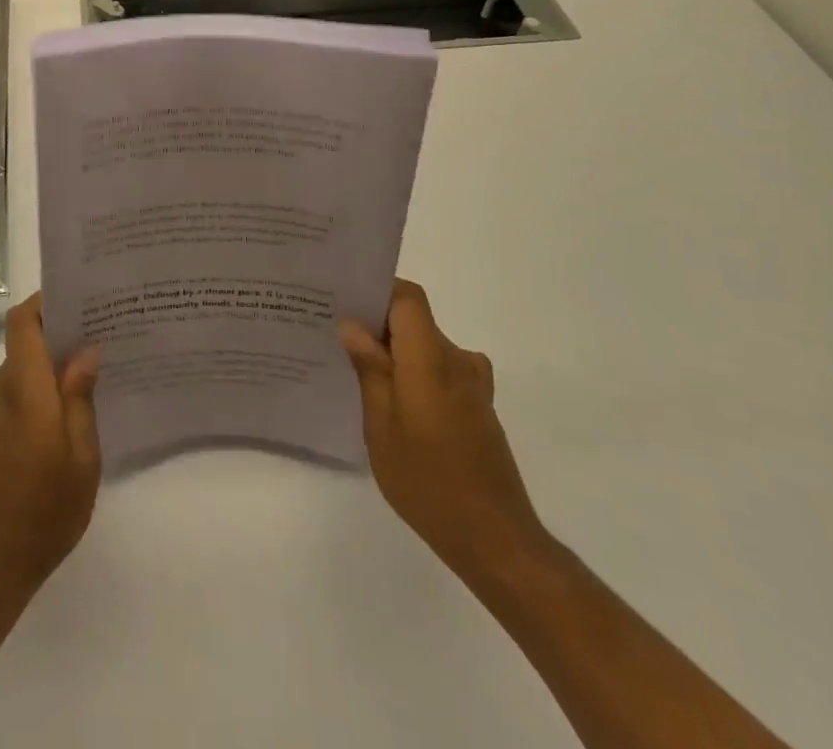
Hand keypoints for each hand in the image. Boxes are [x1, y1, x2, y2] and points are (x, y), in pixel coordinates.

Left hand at [0, 295, 101, 597]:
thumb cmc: (43, 510)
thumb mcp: (81, 457)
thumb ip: (80, 398)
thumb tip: (86, 350)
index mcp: (25, 388)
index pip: (22, 321)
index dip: (45, 301)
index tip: (81, 297)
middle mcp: (4, 388)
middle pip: (26, 338)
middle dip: (62, 328)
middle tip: (106, 328)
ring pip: (26, 365)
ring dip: (56, 359)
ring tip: (100, 363)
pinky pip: (23, 390)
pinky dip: (47, 385)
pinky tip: (78, 404)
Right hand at [341, 279, 547, 578]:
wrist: (495, 541)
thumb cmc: (428, 481)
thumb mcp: (382, 426)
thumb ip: (370, 370)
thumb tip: (352, 325)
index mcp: (431, 359)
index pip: (409, 298)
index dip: (378, 290)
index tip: (345, 301)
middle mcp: (457, 362)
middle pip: (416, 321)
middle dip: (378, 325)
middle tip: (337, 339)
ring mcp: (472, 386)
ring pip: (426, 348)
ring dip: (396, 353)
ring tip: (358, 374)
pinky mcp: (478, 408)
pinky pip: (439, 372)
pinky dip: (414, 375)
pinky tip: (391, 406)